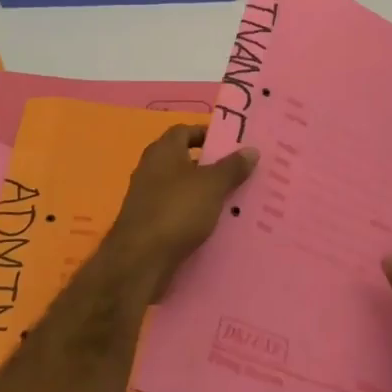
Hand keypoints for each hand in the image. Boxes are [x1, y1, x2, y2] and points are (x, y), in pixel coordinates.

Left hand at [108, 126, 256, 287]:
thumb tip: (251, 150)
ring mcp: (148, 198)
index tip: (233, 145)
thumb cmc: (176, 210)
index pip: (185, 131)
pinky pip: (179, 212)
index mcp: (163, 151)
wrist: (140, 260)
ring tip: (237, 201)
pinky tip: (217, 226)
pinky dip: (196, 215)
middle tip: (242, 174)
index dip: (208, 134)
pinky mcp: (150, 224)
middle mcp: (152, 169)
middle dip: (213, 167)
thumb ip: (232, 167)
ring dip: (206, 194)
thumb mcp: (211, 185)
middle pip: (186, 161)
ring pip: (184, 189)